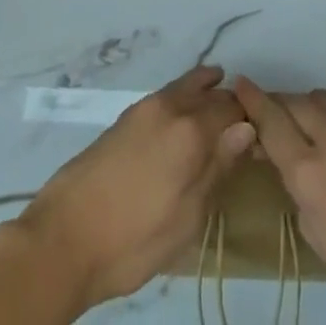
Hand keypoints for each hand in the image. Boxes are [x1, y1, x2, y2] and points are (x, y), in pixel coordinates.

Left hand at [14, 66, 255, 313]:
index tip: (260, 134)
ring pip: (186, 86)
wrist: (65, 237)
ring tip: (219, 99)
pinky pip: (167, 94)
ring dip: (206, 91)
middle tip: (242, 121)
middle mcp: (170, 106)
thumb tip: (246, 129)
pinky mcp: (126, 116)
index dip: (249, 119)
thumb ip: (217, 169)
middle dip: (229, 102)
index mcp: (190, 130)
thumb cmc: (133, 239)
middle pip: (210, 93)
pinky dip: (184, 95)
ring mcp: (145, 107)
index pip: (232, 110)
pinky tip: (185, 114)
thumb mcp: (187, 218)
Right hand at [233, 78, 325, 324]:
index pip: (270, 120)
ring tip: (305, 126)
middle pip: (292, 102)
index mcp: (310, 172)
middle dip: (277, 106)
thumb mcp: (317, 233)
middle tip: (271, 117)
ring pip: (319, 97)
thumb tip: (285, 156)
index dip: (252, 100)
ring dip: (306, 108)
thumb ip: (296, 185)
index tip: (239, 84)